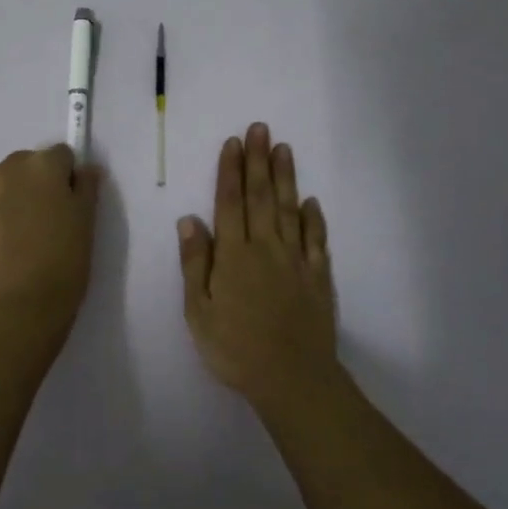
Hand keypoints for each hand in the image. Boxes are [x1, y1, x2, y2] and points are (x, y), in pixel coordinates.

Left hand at [0, 144, 101, 337]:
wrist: (19, 306)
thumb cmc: (64, 261)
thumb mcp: (87, 221)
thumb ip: (87, 187)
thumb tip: (86, 169)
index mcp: (43, 164)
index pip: (63, 155)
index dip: (70, 178)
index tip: (74, 205)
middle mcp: (10, 167)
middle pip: (32, 163)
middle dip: (42, 182)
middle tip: (53, 219)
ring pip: (9, 180)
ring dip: (20, 194)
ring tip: (30, 232)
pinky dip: (1, 210)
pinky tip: (10, 239)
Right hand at [179, 122, 339, 412]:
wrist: (292, 380)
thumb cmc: (235, 349)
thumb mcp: (199, 312)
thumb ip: (195, 263)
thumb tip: (190, 219)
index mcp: (234, 255)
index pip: (230, 203)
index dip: (230, 171)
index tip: (233, 142)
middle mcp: (265, 248)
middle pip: (261, 197)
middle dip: (258, 161)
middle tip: (260, 128)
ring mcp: (296, 261)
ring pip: (289, 210)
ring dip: (285, 178)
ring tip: (283, 148)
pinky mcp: (318, 278)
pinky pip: (316, 241)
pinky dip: (314, 218)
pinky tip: (311, 201)